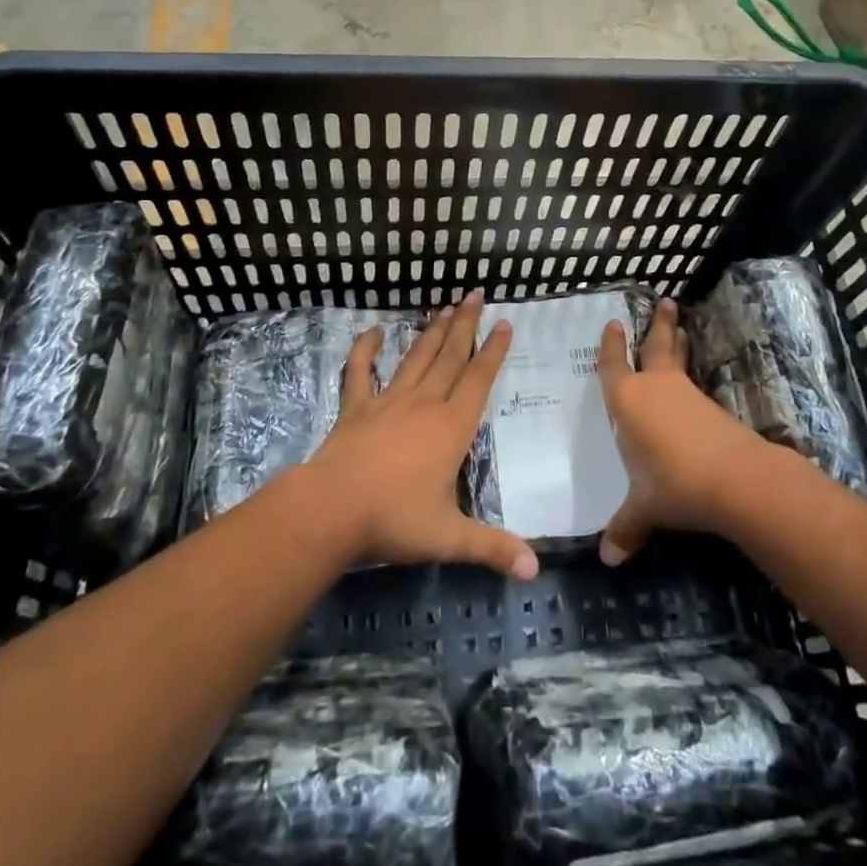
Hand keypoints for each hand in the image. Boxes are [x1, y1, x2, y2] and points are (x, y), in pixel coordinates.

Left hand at [306, 292, 538, 579]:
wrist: (331, 509)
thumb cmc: (394, 519)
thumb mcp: (449, 537)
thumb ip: (492, 548)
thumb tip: (535, 571)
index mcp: (451, 427)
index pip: (478, 380)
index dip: (493, 351)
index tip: (504, 323)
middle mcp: (424, 404)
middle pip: (449, 356)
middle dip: (465, 325)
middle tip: (475, 294)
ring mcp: (388, 402)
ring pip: (415, 358)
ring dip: (431, 331)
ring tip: (445, 306)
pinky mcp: (356, 408)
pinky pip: (361, 372)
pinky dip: (365, 350)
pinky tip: (372, 332)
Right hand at [596, 299, 774, 565]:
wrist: (735, 479)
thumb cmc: (672, 483)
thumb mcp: (643, 509)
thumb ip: (625, 527)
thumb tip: (608, 558)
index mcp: (628, 400)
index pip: (614, 366)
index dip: (612, 346)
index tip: (614, 323)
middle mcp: (656, 388)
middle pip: (657, 346)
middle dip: (659, 324)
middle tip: (666, 301)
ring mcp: (687, 395)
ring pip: (680, 360)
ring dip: (679, 343)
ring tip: (682, 327)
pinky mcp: (712, 409)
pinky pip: (694, 385)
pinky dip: (691, 377)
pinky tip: (692, 390)